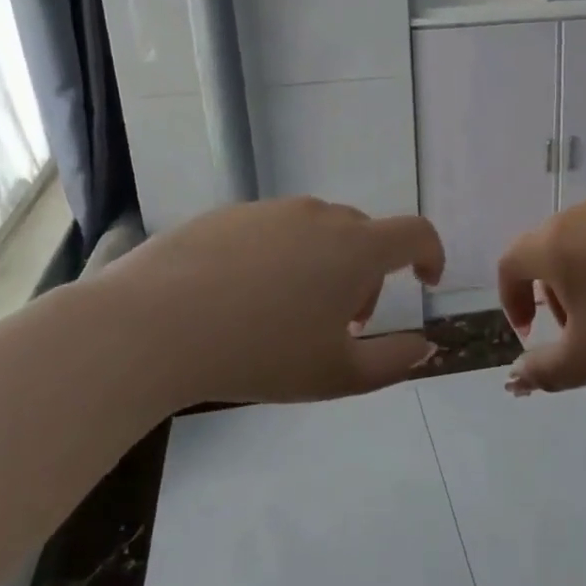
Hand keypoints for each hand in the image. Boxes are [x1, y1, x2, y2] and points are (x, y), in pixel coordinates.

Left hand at [100, 197, 444, 408]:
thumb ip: (394, 362)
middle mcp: (318, 215)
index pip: (415, 232)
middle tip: (342, 325)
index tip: (424, 283)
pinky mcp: (226, 214)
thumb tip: (425, 346)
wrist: (154, 326)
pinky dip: (279, 259)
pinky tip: (242, 300)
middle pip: (364, 236)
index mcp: (355, 247)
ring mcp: (269, 210)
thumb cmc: (260, 353)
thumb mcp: (337, 375)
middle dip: (367, 278)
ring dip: (323, 267)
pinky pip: (272, 232)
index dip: (431, 254)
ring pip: (317, 233)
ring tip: (288, 315)